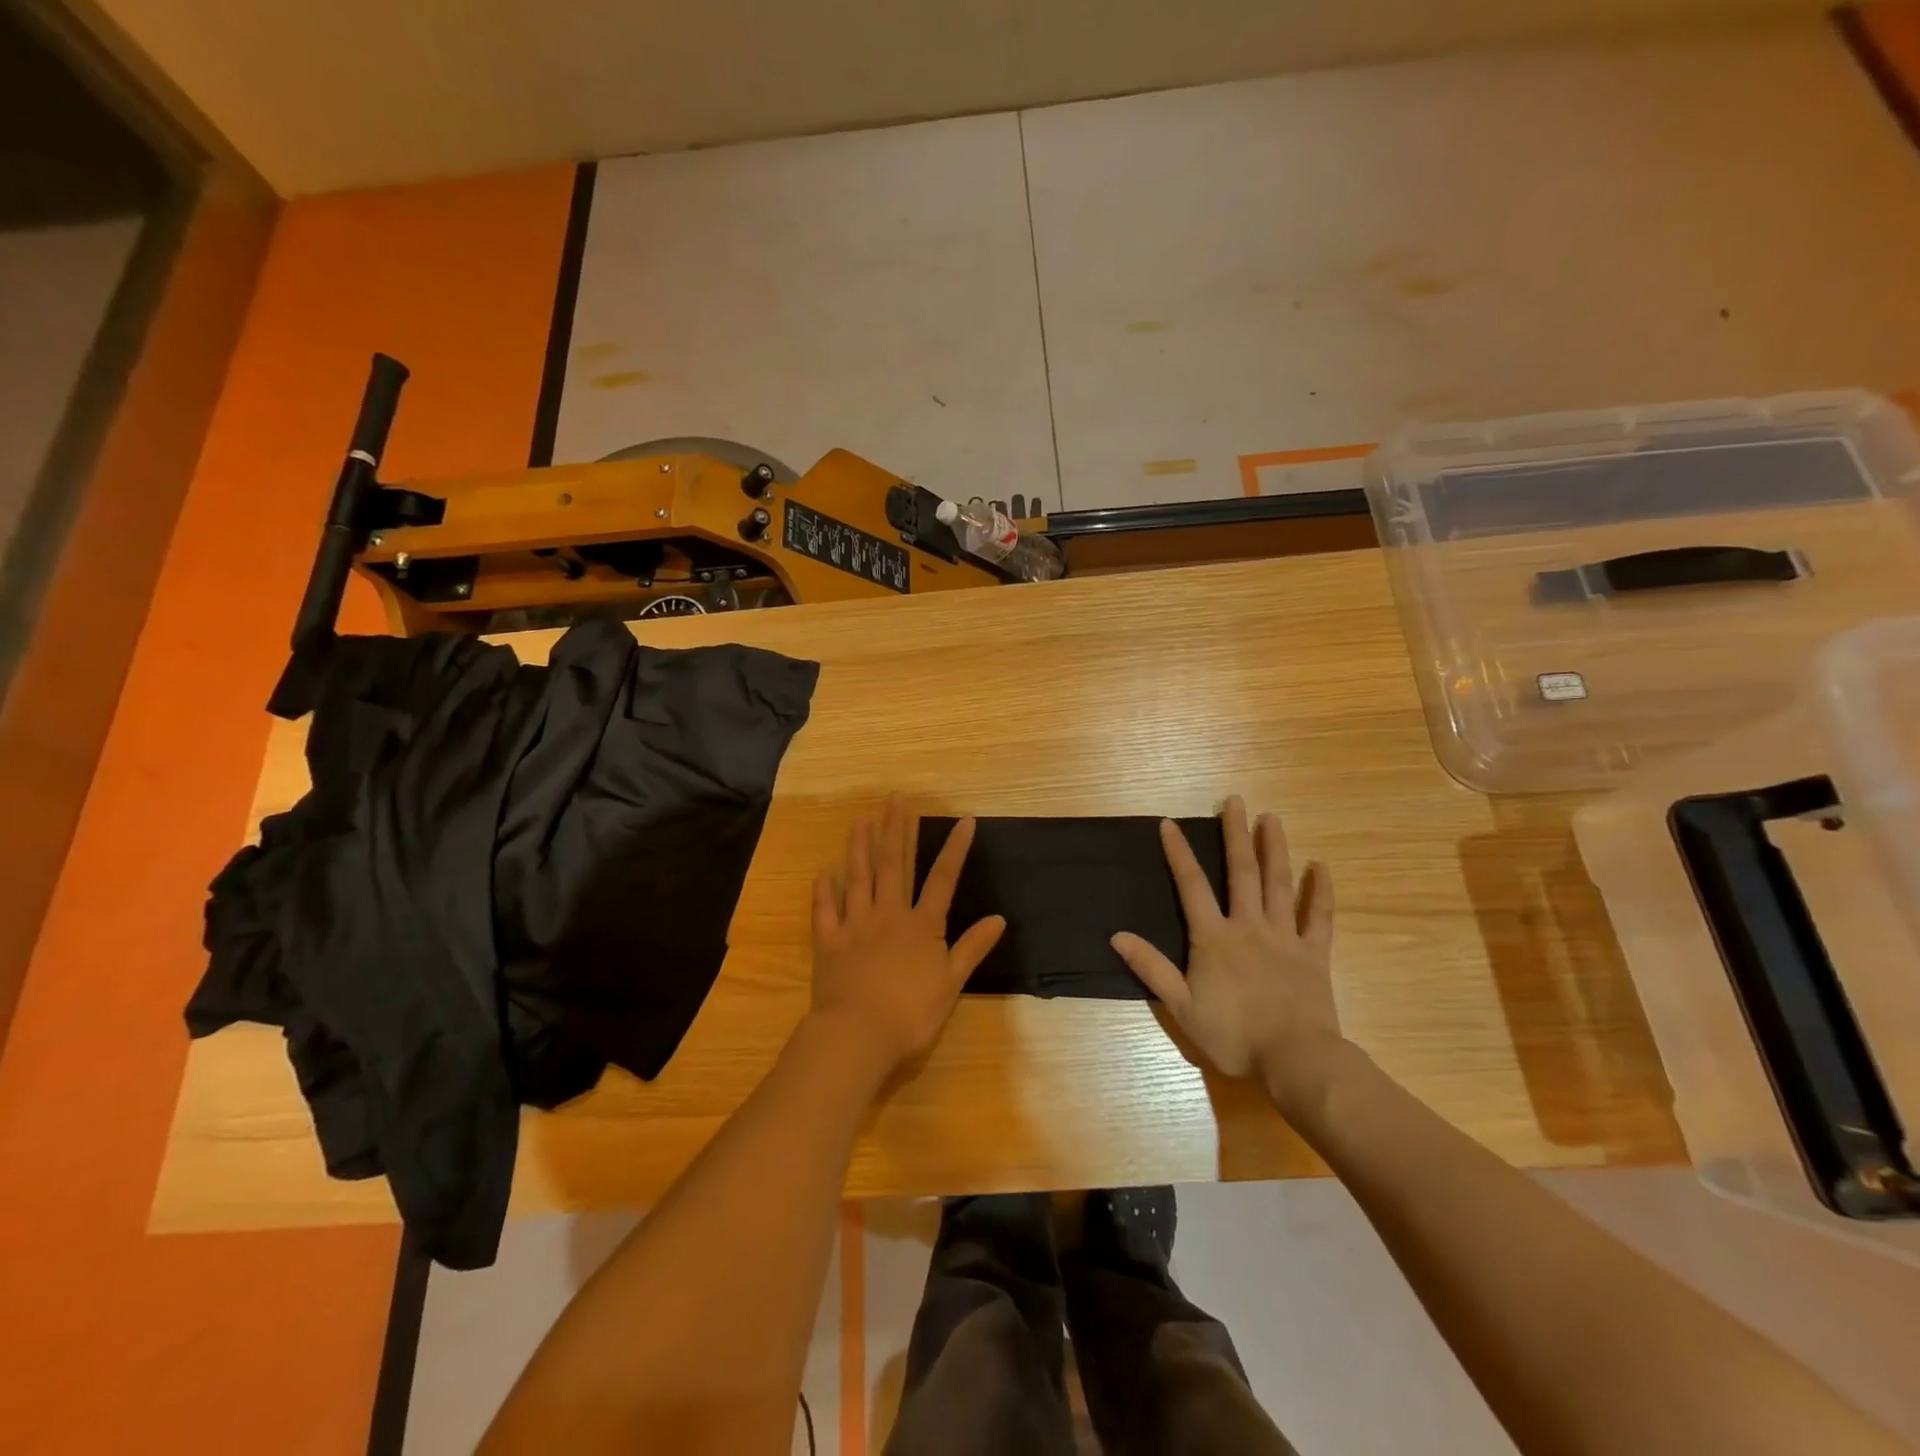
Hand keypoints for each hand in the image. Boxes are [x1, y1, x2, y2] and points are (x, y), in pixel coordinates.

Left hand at [809, 795, 1005, 1076]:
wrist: (858, 1034)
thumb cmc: (911, 1013)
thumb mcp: (951, 983)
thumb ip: (972, 948)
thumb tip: (999, 918)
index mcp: (921, 925)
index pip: (943, 879)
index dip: (955, 849)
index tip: (964, 820)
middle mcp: (888, 915)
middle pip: (894, 865)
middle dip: (896, 830)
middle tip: (895, 799)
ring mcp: (855, 925)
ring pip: (858, 878)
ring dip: (860, 847)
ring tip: (862, 820)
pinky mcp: (829, 941)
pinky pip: (825, 910)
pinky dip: (824, 890)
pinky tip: (825, 871)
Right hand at [1111, 797, 1341, 1111]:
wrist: (1294, 1060)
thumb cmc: (1233, 1034)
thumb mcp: (1181, 1005)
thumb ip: (1151, 967)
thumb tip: (1116, 935)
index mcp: (1214, 937)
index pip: (1191, 886)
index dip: (1179, 853)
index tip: (1169, 823)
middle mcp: (1248, 926)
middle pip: (1241, 872)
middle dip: (1235, 835)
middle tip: (1235, 801)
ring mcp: (1285, 937)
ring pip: (1279, 884)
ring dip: (1274, 849)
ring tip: (1272, 818)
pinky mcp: (1314, 954)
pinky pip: (1319, 917)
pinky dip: (1321, 892)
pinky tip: (1321, 866)